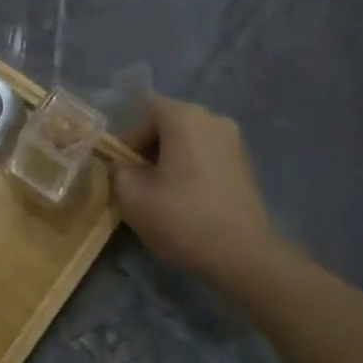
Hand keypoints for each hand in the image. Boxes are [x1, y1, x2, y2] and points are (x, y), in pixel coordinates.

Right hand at [114, 93, 283, 281]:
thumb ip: (117, 171)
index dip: (128, 134)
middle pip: (168, 121)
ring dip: (169, 159)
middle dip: (148, 147)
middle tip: (136, 180)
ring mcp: (234, 140)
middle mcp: (213, 119)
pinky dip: (190, 167)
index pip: (146, 107)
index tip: (122, 166)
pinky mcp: (245, 163)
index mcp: (184, 118)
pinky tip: (185, 198)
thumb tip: (122, 165)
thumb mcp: (131, 197)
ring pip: (188, 139)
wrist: (243, 255)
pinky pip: (206, 154)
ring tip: (160, 192)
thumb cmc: (182, 219)